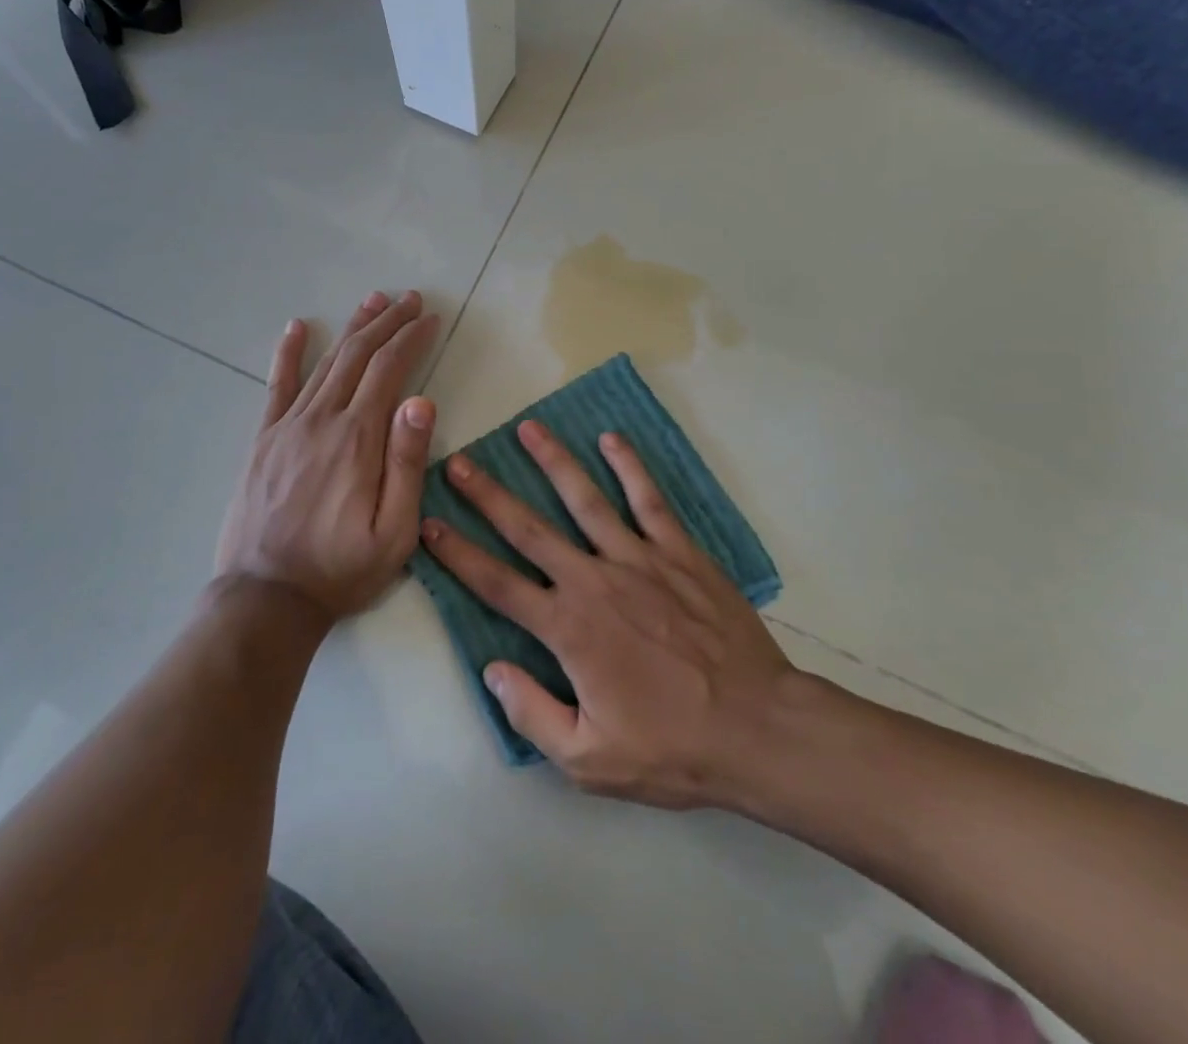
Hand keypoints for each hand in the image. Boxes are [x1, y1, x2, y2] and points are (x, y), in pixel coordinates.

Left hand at [215, 290, 438, 621]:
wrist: (266, 597)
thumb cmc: (341, 569)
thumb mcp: (394, 531)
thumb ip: (408, 464)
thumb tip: (421, 401)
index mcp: (358, 438)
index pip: (390, 370)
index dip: (412, 338)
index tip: (430, 317)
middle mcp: (322, 419)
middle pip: (358, 355)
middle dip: (388, 322)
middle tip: (409, 298)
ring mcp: (288, 426)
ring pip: (325, 362)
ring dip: (352, 328)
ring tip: (373, 300)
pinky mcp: (264, 440)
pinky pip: (276, 385)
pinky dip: (288, 352)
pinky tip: (297, 327)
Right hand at [419, 421, 801, 809]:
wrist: (758, 728)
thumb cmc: (672, 749)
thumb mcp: (589, 760)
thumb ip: (532, 714)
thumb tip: (492, 670)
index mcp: (568, 628)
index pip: (498, 584)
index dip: (458, 554)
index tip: (429, 525)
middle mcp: (594, 580)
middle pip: (529, 528)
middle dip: (488, 494)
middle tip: (458, 462)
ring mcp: (639, 559)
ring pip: (585, 498)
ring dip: (552, 461)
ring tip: (527, 427)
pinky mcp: (679, 551)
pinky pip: (649, 499)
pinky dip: (629, 466)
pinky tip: (611, 438)